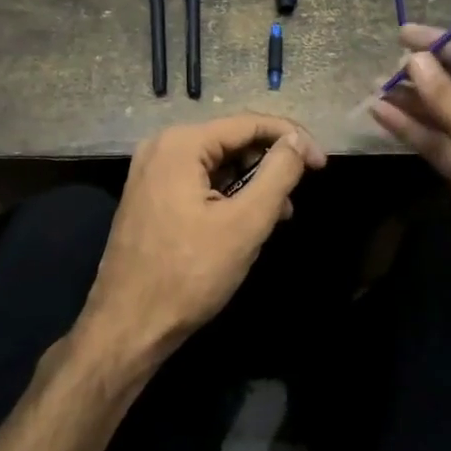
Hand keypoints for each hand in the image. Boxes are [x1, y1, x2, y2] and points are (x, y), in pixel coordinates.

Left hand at [79, 114, 325, 364]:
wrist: (127, 327)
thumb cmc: (189, 274)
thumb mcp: (245, 223)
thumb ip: (278, 174)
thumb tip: (298, 141)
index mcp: (181, 143)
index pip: (249, 123)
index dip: (292, 139)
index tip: (322, 164)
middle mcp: (162, 146)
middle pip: (231, 140)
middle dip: (270, 163)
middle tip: (299, 194)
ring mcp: (152, 172)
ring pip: (217, 163)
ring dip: (252, 183)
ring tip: (279, 216)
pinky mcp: (151, 196)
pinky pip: (199, 181)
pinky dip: (228, 195)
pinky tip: (248, 222)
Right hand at [370, 25, 450, 313]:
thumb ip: (448, 97)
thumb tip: (415, 60)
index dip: (442, 44)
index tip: (403, 33)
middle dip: (424, 76)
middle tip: (382, 65)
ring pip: (444, 116)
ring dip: (412, 103)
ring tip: (373, 87)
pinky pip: (436, 143)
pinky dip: (411, 130)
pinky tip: (381, 114)